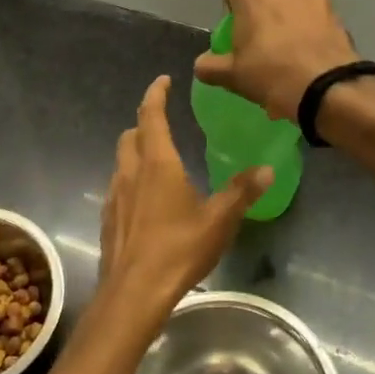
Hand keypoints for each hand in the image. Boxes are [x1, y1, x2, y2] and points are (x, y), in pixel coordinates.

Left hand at [95, 76, 270, 335]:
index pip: (151, 115)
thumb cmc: (178, 249)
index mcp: (157, 163)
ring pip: (121, 161)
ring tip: (157, 162)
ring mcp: (114, 196)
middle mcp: (130, 172)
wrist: (133, 292)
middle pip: (130, 135)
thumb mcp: (219, 220)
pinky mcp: (107, 219)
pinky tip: (145, 201)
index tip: (164, 81)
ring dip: (135, 152)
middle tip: (162, 123)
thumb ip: (242, 192)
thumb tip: (267, 168)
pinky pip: (117, 187)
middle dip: (144, 123)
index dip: (156, 94)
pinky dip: (130, 181)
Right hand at [194, 0, 358, 121]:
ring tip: (289, 43)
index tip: (231, 17)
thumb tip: (202, 64)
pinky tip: (309, 49)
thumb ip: (210, 66)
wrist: (327, 87)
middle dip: (260, 5)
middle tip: (261, 36)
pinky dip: (309, 23)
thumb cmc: (271, 74)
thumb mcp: (232, 76)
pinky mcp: (336, 8)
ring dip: (287, 11)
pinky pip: (314, 10)